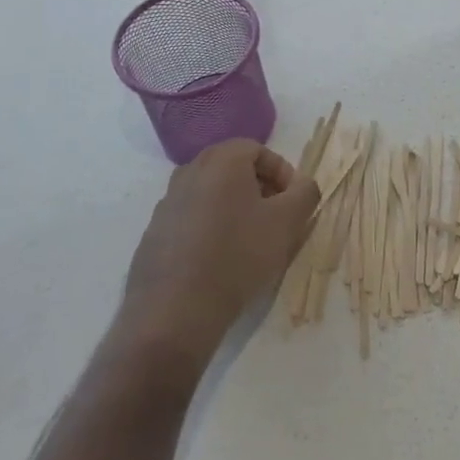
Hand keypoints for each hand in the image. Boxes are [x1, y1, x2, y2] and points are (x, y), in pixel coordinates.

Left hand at [120, 139, 319, 369]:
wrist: (176, 309)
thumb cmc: (239, 255)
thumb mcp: (287, 222)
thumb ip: (305, 193)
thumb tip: (303, 184)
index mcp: (221, 161)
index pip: (258, 150)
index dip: (282, 173)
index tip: (293, 202)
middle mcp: (189, 171)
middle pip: (233, 168)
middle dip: (259, 189)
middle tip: (276, 218)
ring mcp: (167, 202)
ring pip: (211, 193)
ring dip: (234, 208)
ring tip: (250, 241)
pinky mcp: (154, 232)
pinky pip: (191, 218)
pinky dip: (210, 228)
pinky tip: (220, 259)